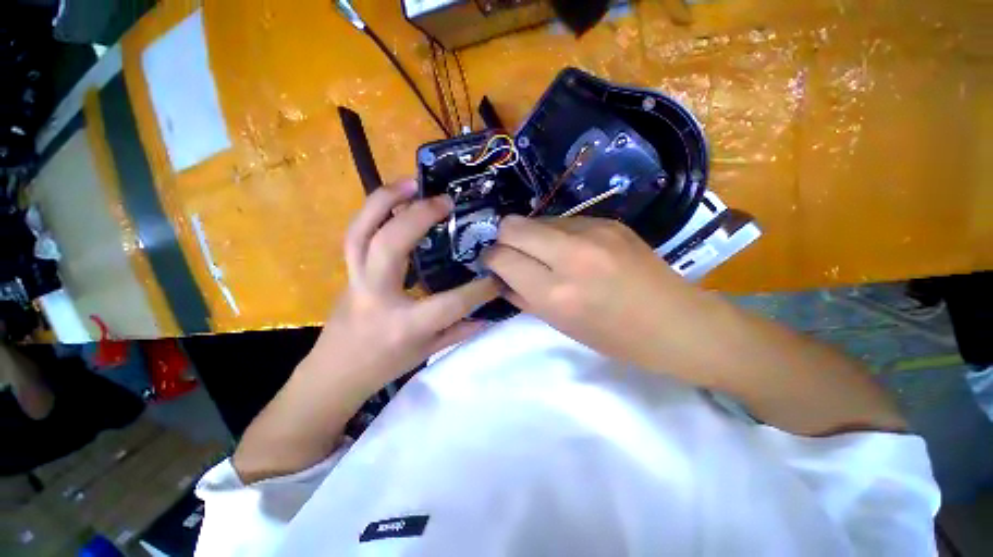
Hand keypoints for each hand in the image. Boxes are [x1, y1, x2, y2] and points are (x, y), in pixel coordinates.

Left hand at [304, 178, 498, 392]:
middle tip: (445, 201)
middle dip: (418, 217)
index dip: (479, 289)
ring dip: (385, 201)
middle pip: (389, 247)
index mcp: (403, 325)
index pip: (450, 303)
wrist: (334, 373)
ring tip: (411, 183)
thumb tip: (490, 314)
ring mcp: (355, 280)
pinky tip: (394, 200)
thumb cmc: (383, 366)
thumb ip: (460, 331)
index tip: (498, 276)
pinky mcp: (348, 271)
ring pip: (360, 231)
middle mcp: (376, 297)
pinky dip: (374, 211)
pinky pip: (357, 234)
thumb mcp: (427, 352)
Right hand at [484, 216, 698, 371]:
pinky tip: (573, 251)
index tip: (493, 263)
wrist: (676, 323)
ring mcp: (593, 231)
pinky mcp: (609, 221)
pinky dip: (557, 235)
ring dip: (532, 237)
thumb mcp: (560, 325)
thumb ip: (522, 297)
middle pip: (513, 225)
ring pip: (538, 219)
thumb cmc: (615, 337)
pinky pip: (565, 221)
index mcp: (556, 292)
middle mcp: (571, 254)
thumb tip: (500, 276)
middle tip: (512, 255)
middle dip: (504, 239)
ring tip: (547, 256)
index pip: (502, 256)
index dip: (490, 258)